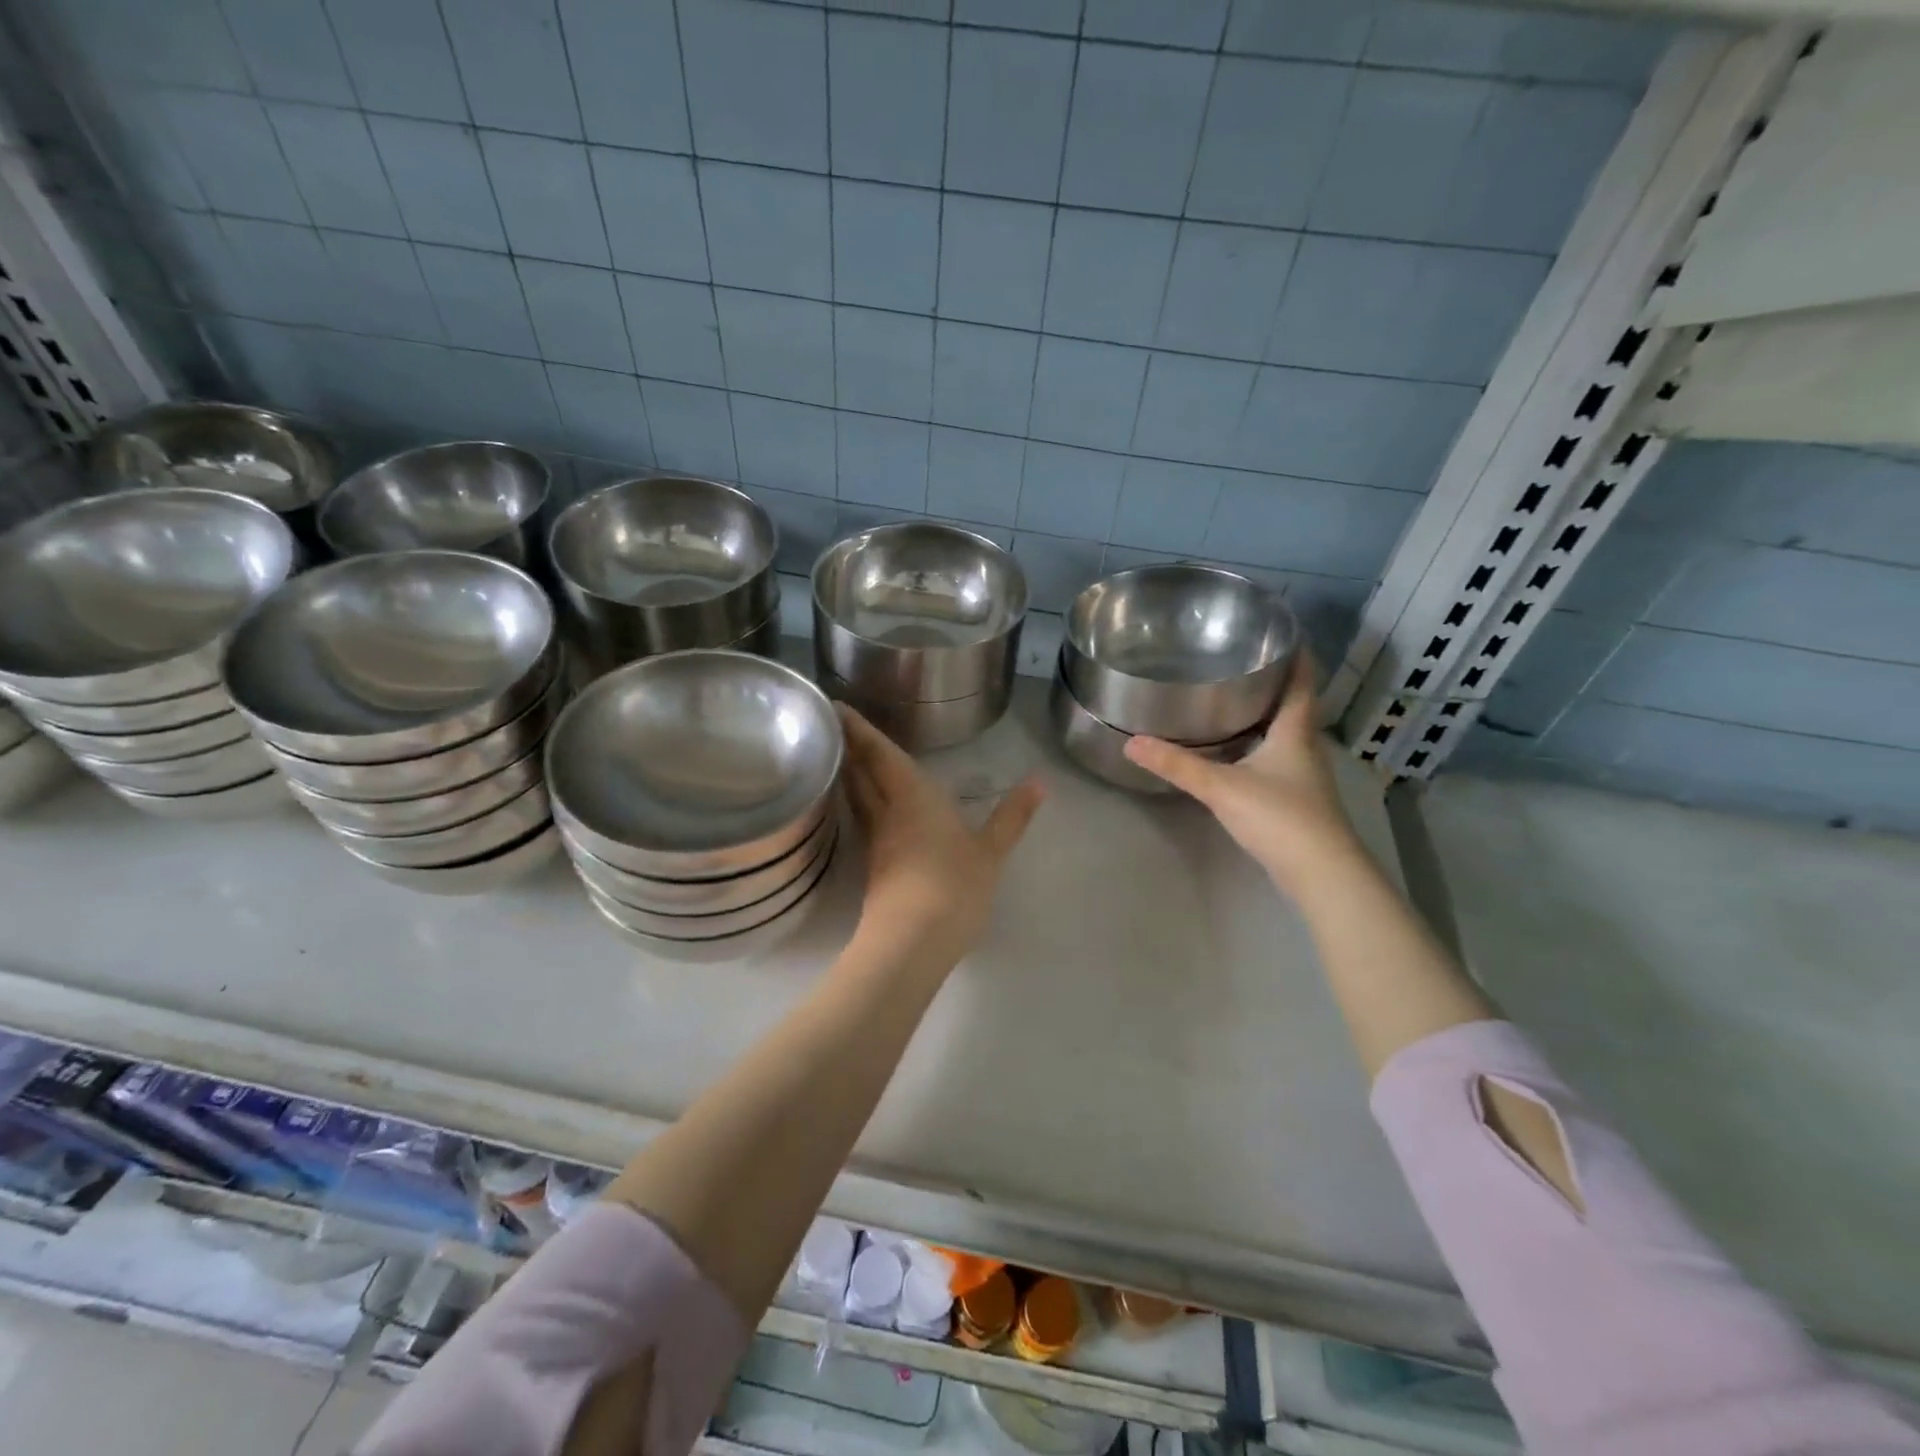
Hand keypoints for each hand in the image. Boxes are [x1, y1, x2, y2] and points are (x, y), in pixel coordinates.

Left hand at [838, 706, 1043, 968]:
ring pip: (856, 798)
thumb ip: (1012, 816)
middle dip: (849, 748)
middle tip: (837, 726)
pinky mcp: (873, 867)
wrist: (911, 942)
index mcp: (913, 796)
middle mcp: (887, 812)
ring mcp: (876, 841)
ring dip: (849, 775)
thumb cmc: (954, 886)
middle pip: (860, 773)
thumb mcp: (991, 851)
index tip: (839, 709)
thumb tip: (1039, 781)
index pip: (880, 754)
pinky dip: (858, 804)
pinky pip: (862, 821)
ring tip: (846, 758)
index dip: (860, 730)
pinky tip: (866, 809)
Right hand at [1124, 652, 1361, 896]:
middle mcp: (1304, 749)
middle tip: (1243, 662)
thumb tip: (1131, 742)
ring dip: (1267, 717)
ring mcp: (1304, 778)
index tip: (1285, 634)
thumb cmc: (1279, 817)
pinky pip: (1278, 760)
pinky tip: (1238, 753)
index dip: (1298, 658)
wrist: (1320, 873)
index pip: (1302, 685)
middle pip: (1294, 708)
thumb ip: (1177, 765)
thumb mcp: (1222, 787)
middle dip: (1275, 684)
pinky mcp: (1297, 802)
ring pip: (1286, 735)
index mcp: (1295, 733)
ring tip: (1234, 700)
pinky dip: (1260, 747)